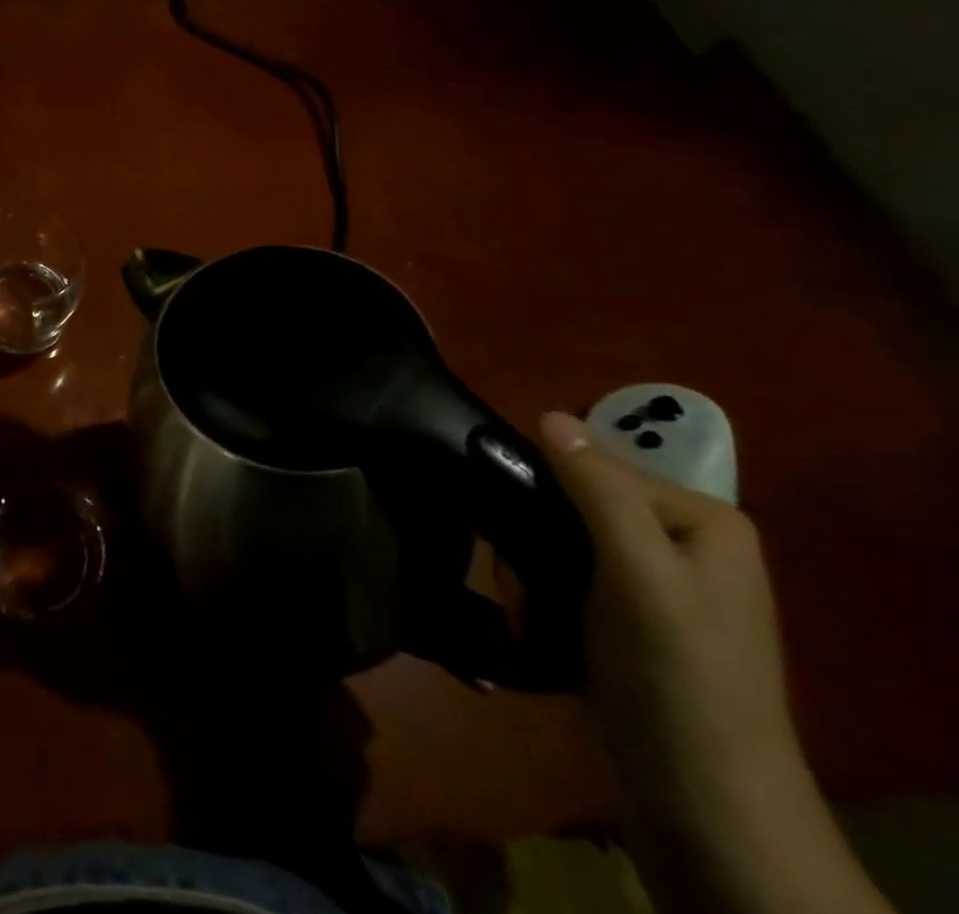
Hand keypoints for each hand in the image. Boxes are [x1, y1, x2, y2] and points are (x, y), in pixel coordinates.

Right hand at [535, 412, 798, 826]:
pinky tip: (536, 629)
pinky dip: (538, 601)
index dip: (547, 492)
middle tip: (522, 584)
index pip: (595, 467)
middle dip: (532, 542)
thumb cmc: (676, 675)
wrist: (701, 804)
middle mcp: (678, 542)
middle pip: (570, 504)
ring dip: (527, 576)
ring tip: (530, 615)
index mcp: (700, 520)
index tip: (517, 531)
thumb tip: (547, 414)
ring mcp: (651, 585)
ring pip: (554, 542)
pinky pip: (560, 579)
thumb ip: (597, 489)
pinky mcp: (623, 621)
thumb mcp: (638, 572)